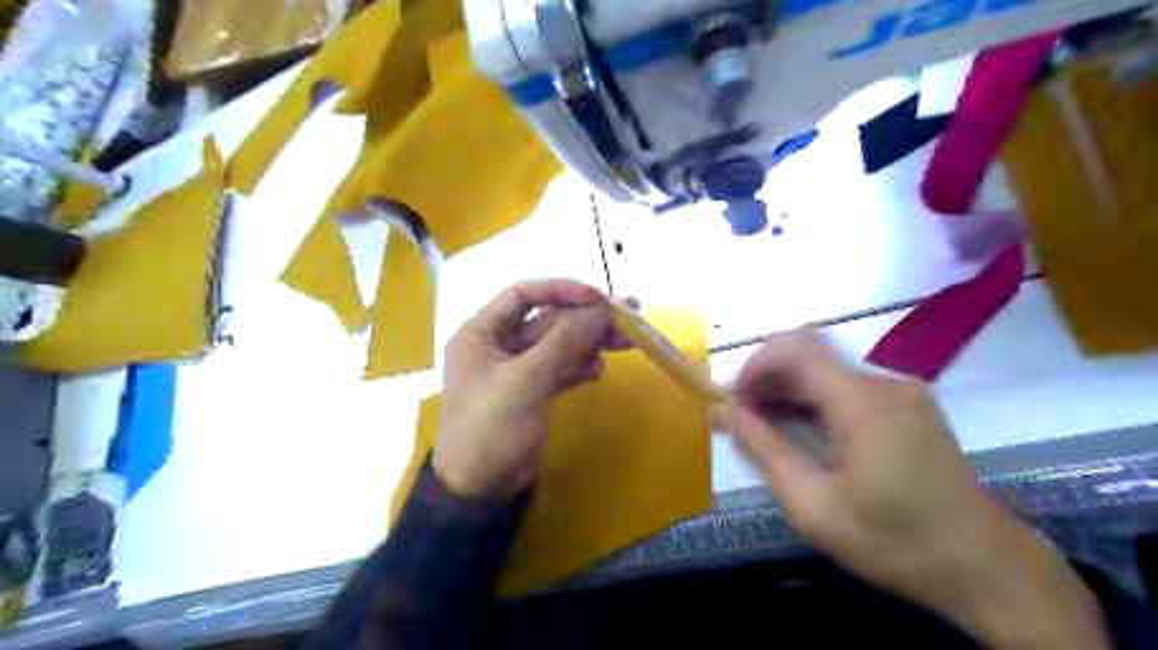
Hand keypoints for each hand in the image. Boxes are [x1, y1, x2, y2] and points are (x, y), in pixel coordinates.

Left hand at [434, 281, 631, 498]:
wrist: (481, 488)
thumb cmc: (491, 427)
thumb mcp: (525, 381)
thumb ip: (564, 342)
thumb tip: (602, 309)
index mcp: (482, 332)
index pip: (523, 294)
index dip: (561, 290)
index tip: (598, 298)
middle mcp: (499, 344)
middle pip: (548, 319)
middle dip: (585, 318)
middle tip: (628, 317)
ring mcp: (518, 369)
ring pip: (560, 344)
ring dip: (589, 341)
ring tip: (625, 343)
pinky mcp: (534, 390)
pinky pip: (561, 367)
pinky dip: (580, 365)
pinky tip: (598, 369)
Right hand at [721, 331, 1107, 647]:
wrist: (985, 567)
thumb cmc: (894, 541)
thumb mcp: (814, 506)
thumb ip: (764, 451)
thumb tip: (725, 413)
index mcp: (862, 403)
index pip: (794, 349)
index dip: (754, 365)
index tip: (733, 400)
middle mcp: (884, 383)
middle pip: (809, 352)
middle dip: (767, 376)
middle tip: (744, 415)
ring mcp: (902, 391)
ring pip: (827, 367)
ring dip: (790, 387)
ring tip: (767, 425)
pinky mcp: (911, 404)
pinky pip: (849, 384)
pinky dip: (816, 397)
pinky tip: (806, 429)